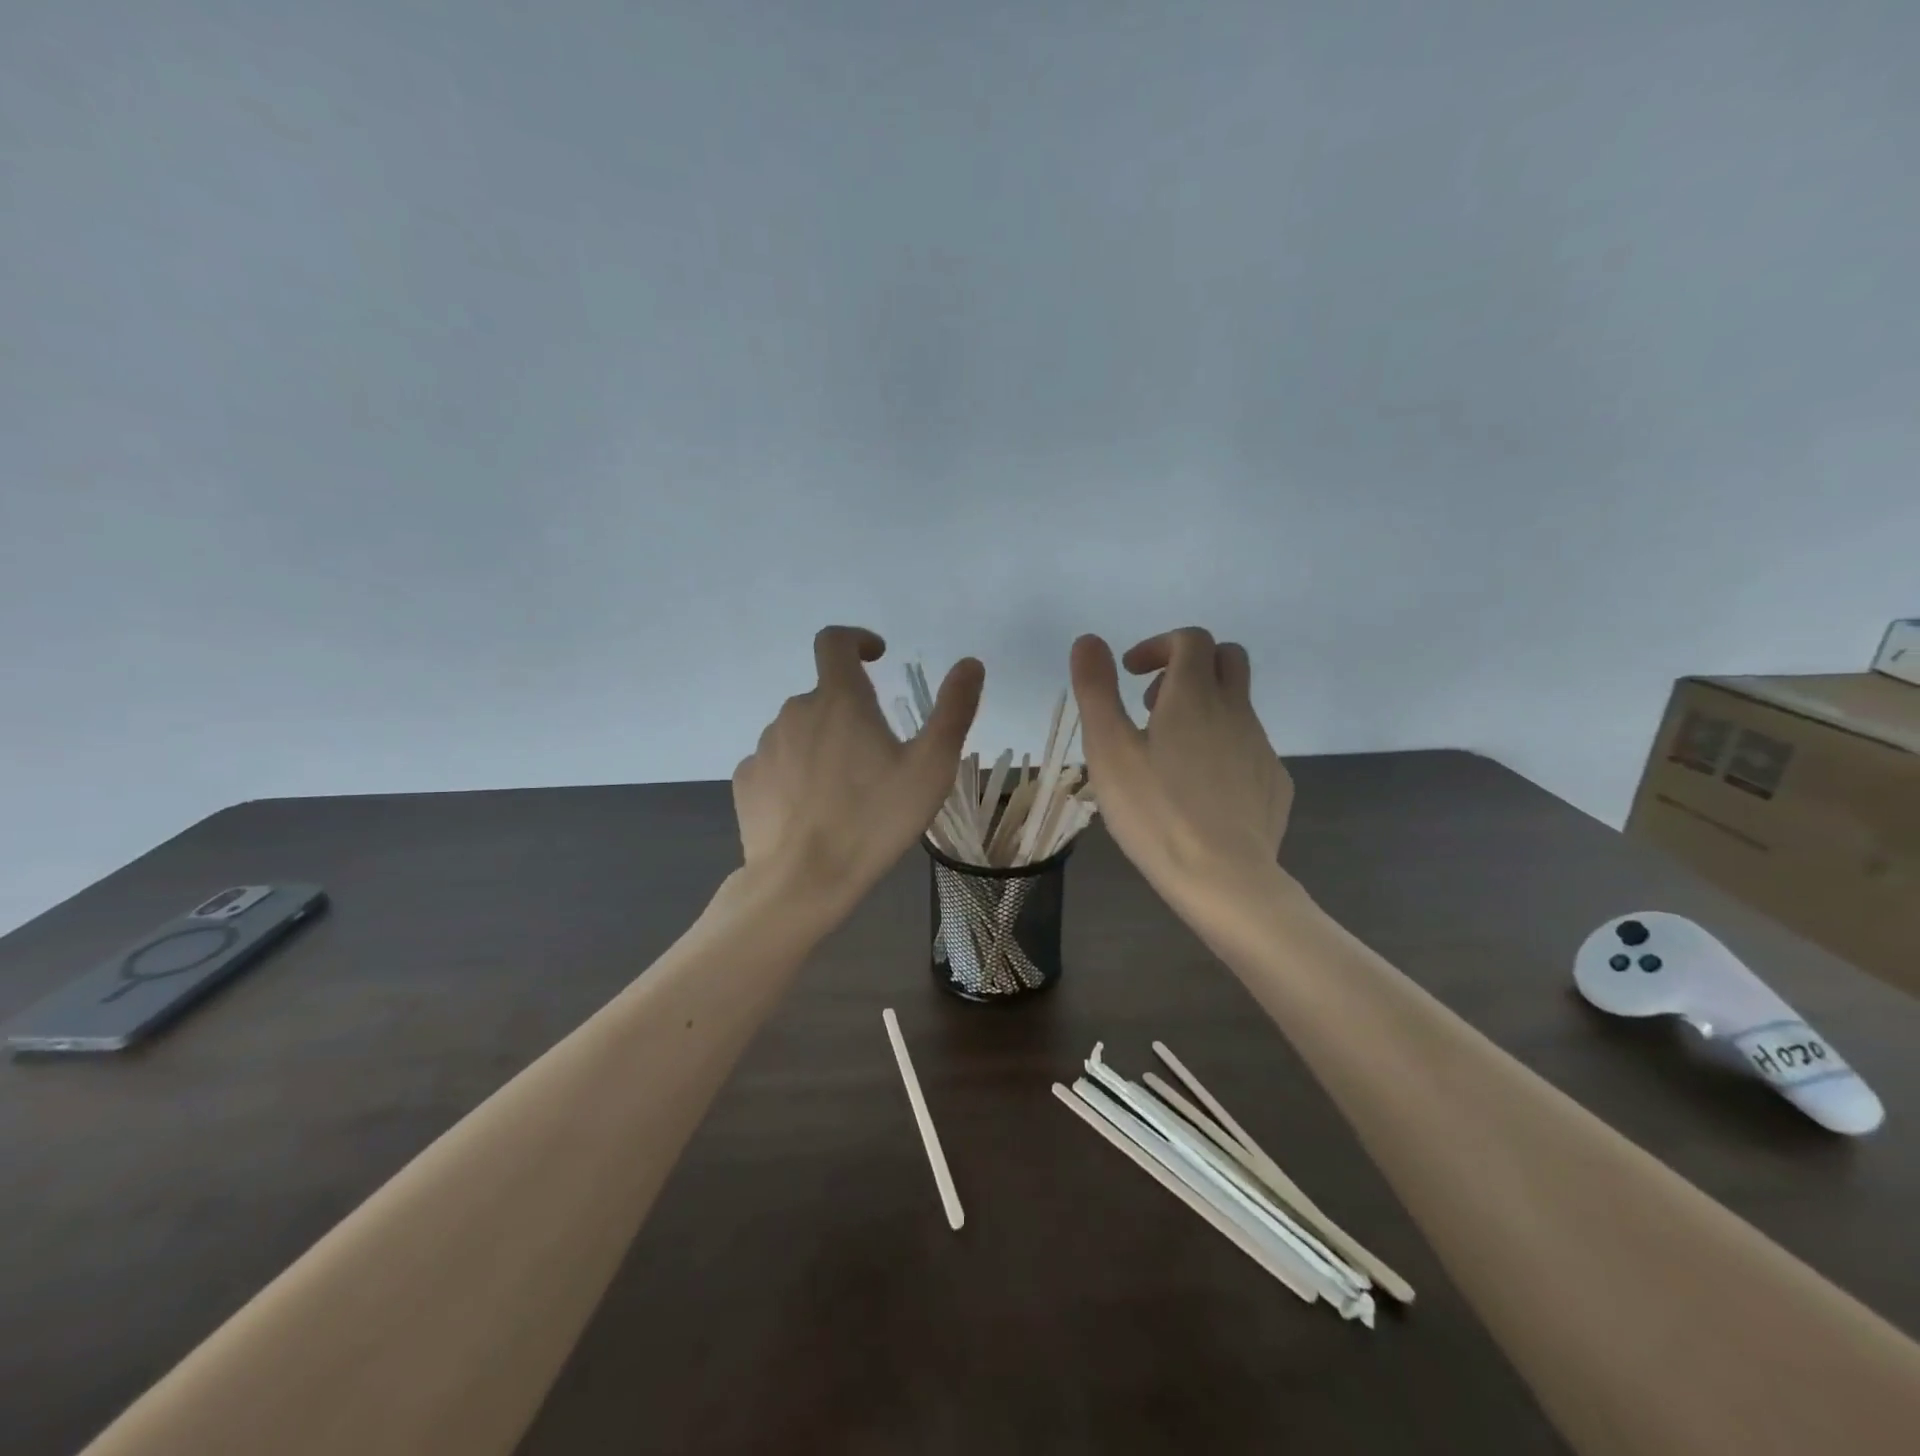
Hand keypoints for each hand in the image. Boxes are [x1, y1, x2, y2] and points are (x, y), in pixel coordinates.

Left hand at [733, 627, 984, 909]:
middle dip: (850, 713)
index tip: (876, 657)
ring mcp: (765, 746)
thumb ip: (953, 710)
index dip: (856, 639)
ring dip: (823, 745)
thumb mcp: (930, 768)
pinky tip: (811, 810)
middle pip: (824, 696)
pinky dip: (795, 773)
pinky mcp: (746, 780)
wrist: (802, 881)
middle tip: (877, 760)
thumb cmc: (874, 820)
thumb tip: (970, 663)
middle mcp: (795, 711)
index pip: (834, 641)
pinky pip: (776, 763)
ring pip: (800, 731)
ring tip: (846, 793)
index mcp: (839, 700)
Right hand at [1071, 628, 1293, 905]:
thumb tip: (1089, 640)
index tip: (1131, 674)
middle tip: (1154, 704)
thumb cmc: (1155, 811)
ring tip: (1168, 755)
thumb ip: (1096, 690)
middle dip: (1190, 666)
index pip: (1191, 639)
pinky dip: (1223, 749)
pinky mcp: (1274, 783)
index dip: (1159, 645)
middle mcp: (1235, 711)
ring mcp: (1262, 747)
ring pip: (1238, 706)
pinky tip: (1200, 790)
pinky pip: (1249, 748)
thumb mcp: (1108, 750)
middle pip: (1227, 659)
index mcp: (1194, 695)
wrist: (1224, 878)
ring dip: (1204, 710)